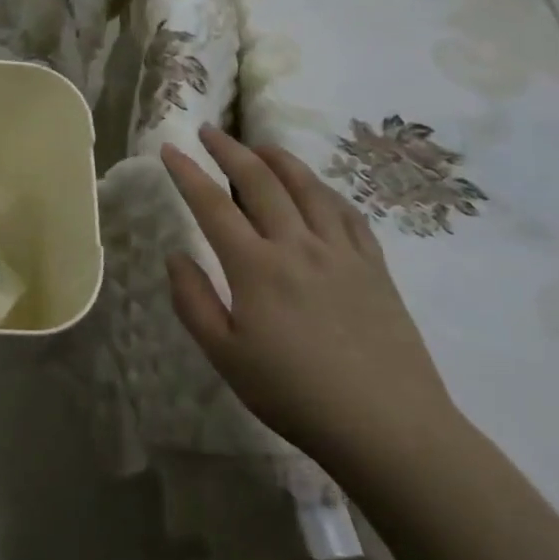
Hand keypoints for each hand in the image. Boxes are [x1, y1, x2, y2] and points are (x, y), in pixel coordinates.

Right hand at [160, 124, 458, 472]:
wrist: (389, 428)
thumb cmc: (295, 395)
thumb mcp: (225, 357)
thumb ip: (193, 301)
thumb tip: (175, 255)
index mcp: (256, 267)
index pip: (212, 205)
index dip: (187, 173)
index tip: (169, 148)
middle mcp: (297, 245)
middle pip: (260, 181)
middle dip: (230, 150)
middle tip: (210, 131)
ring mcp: (341, 252)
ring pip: (308, 187)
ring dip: (279, 158)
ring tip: (260, 145)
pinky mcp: (374, 266)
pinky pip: (347, 212)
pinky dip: (324, 189)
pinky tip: (316, 188)